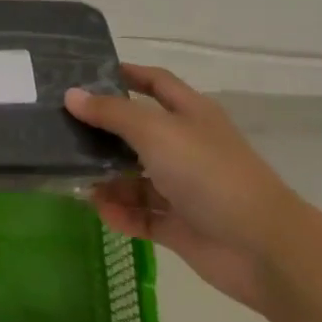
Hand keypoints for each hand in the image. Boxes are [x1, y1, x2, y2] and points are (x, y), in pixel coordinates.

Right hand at [66, 64, 295, 311]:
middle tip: (61, 130)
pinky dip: (121, 212)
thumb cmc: (207, 173)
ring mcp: (184, 188)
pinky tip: (100, 211)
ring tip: (74, 178)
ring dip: (107, 178)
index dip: (126, 74)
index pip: (155, 83)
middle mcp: (186, 146)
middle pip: (138, 132)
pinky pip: (142, 214)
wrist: (259, 246)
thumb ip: (111, 113)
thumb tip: (72, 94)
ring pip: (136, 177)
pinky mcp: (180, 226)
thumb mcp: (155, 131)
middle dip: (104, 132)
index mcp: (190, 114)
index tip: (87, 74)